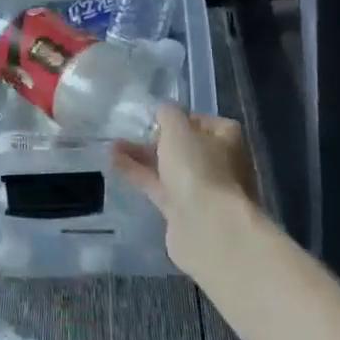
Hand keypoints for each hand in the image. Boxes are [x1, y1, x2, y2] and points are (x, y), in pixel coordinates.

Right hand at [113, 106, 267, 275]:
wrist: (208, 229)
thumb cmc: (198, 169)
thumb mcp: (178, 130)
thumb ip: (168, 114)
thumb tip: (164, 110)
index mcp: (228, 140)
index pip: (206, 122)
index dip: (181, 118)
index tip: (156, 117)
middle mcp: (220, 164)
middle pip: (185, 147)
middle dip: (156, 139)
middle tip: (130, 131)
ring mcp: (202, 190)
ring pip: (169, 168)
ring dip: (142, 156)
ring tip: (112, 146)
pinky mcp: (183, 211)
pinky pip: (158, 187)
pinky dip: (139, 175)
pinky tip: (115, 165)